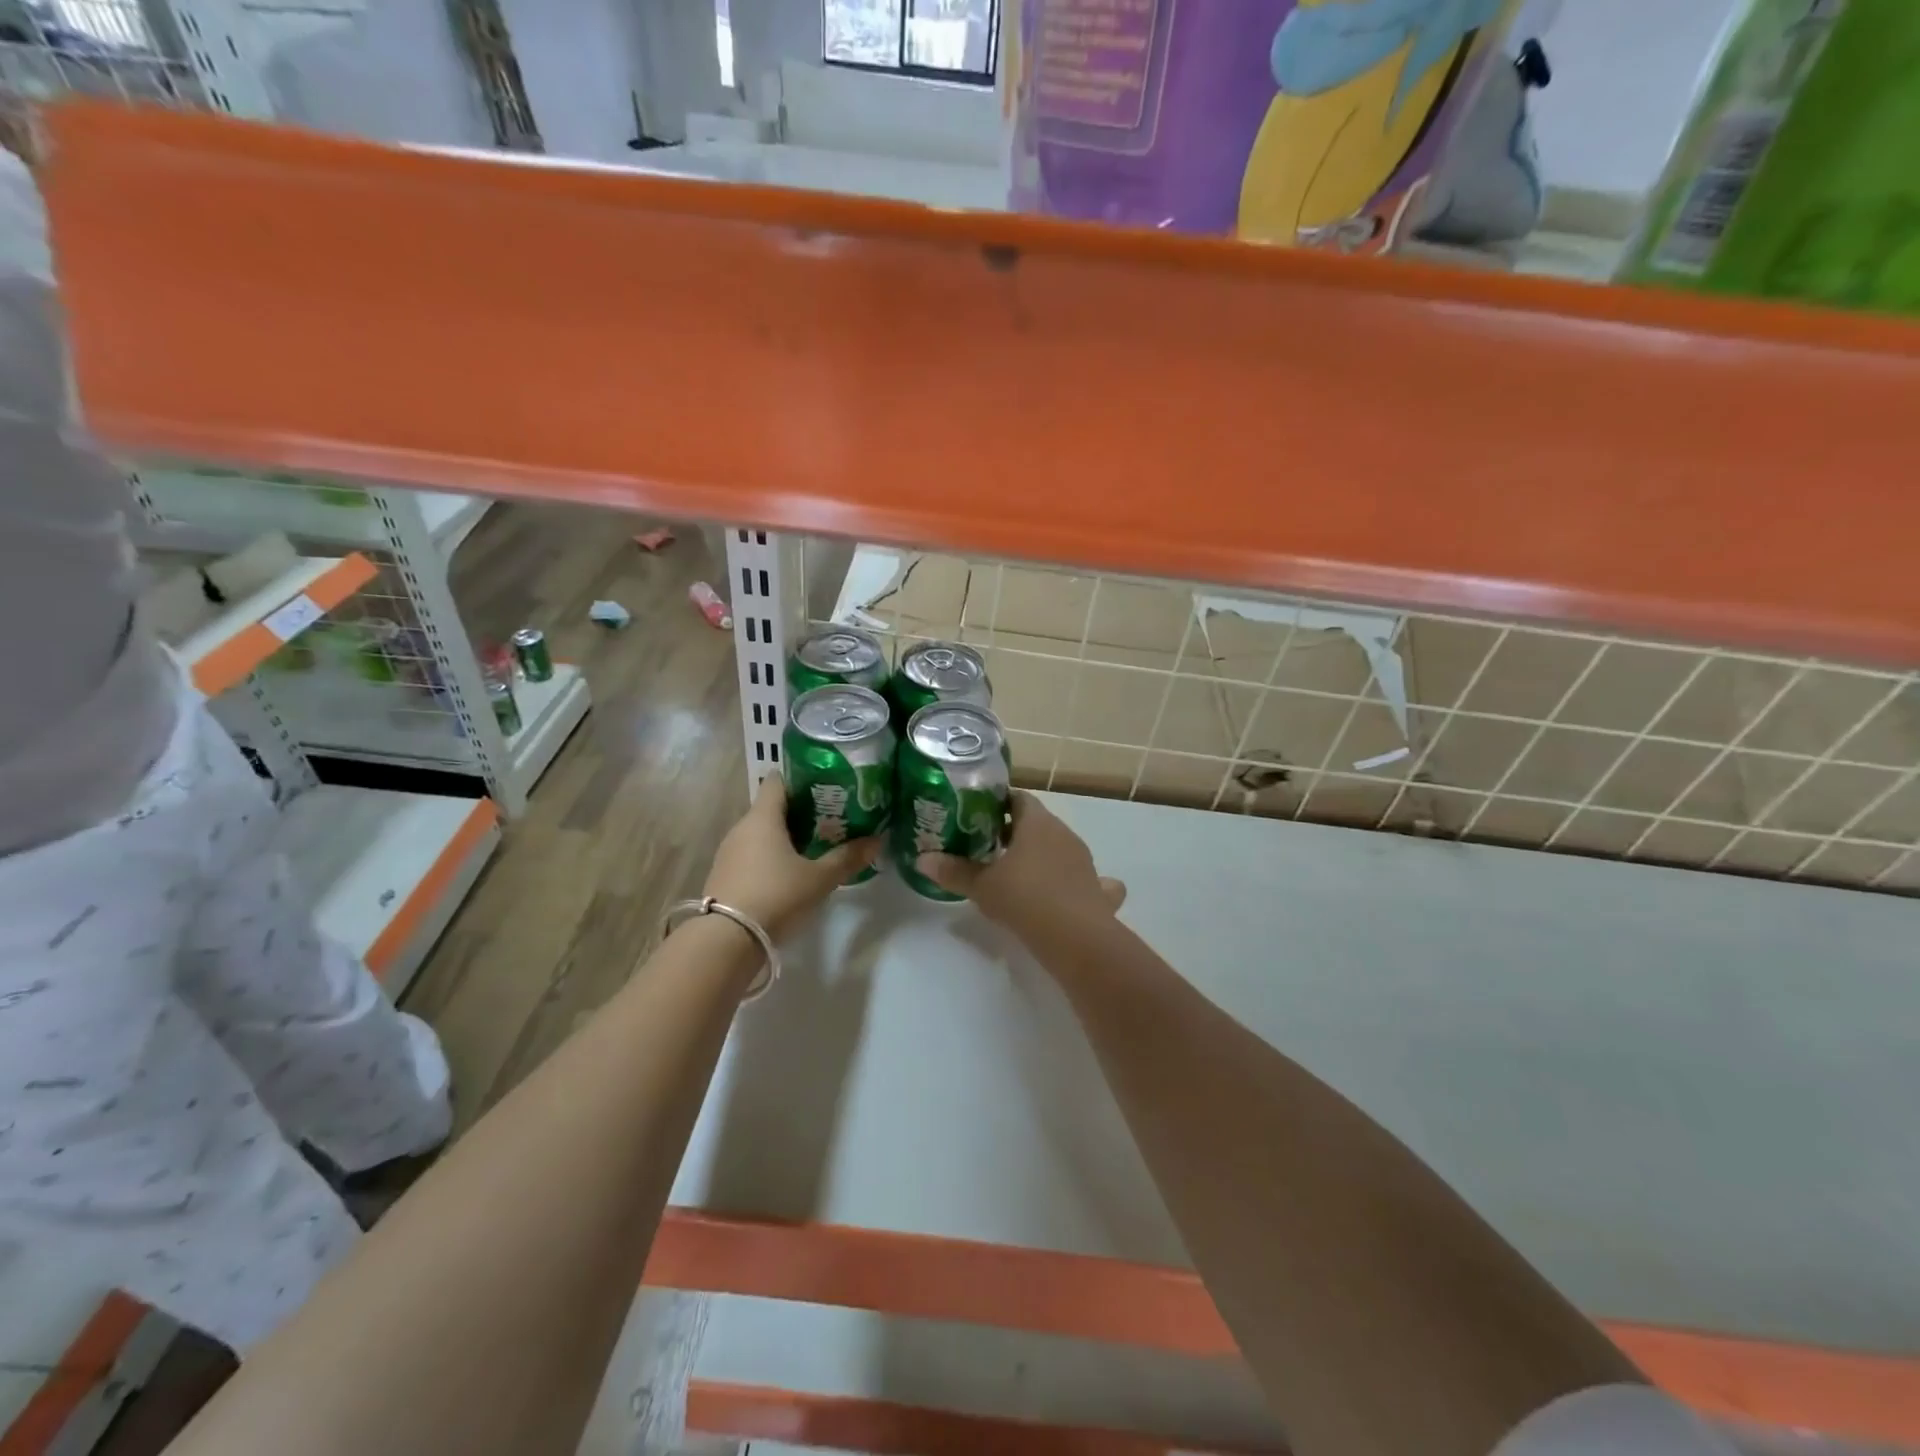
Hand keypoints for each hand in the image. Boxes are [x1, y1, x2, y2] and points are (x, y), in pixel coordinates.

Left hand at [703, 778, 880, 939]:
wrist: (726, 941)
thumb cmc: (776, 896)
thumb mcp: (819, 879)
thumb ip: (847, 858)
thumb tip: (878, 840)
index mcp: (763, 818)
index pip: (778, 780)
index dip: (801, 779)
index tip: (826, 786)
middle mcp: (742, 828)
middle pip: (772, 807)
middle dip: (800, 811)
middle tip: (831, 818)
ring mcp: (729, 852)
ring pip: (761, 832)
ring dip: (785, 836)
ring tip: (815, 845)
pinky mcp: (724, 875)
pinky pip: (752, 854)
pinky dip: (771, 856)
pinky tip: (790, 872)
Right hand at [916, 792, 1124, 940]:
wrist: (1077, 938)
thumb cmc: (1025, 899)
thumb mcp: (982, 886)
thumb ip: (953, 871)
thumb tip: (922, 859)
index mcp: (1036, 823)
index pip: (1018, 798)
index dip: (997, 804)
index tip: (976, 816)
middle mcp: (1063, 834)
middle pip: (1037, 823)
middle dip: (1014, 832)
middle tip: (986, 846)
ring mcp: (1084, 861)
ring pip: (1059, 848)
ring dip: (1040, 856)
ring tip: (1016, 872)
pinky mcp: (1096, 889)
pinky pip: (1085, 879)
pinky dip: (1072, 883)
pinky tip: (1063, 895)